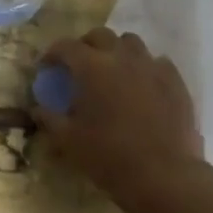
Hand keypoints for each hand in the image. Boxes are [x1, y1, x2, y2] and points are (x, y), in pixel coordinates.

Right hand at [30, 28, 208, 212]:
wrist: (164, 176)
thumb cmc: (110, 157)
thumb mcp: (69, 141)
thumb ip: (50, 119)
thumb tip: (37, 108)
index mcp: (92, 67)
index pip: (66, 46)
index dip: (52, 54)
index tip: (47, 68)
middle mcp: (121, 57)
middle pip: (100, 35)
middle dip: (85, 46)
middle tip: (80, 67)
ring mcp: (152, 66)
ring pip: (130, 43)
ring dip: (117, 51)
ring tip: (113, 72)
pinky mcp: (175, 80)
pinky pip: (157, 62)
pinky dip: (144, 68)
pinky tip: (143, 86)